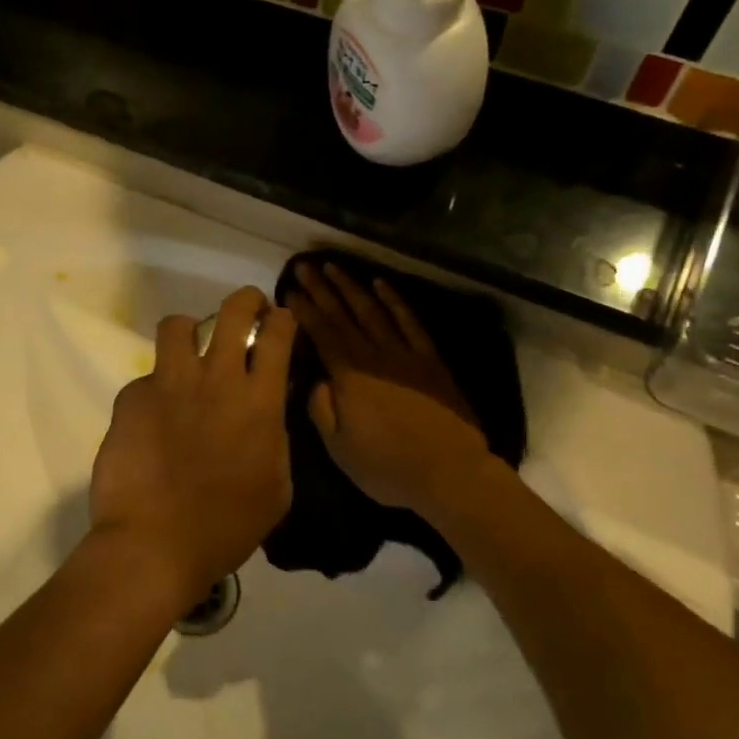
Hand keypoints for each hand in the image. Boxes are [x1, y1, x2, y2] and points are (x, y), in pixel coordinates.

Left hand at [88, 287, 297, 608]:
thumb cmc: (227, 527)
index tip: (279, 320)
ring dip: (188, 333)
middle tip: (245, 309)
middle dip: (245, 300)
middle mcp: (216, 379)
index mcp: (259, 401)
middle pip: (233, 311)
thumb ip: (274, 440)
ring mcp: (169, 384)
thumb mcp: (276, 488)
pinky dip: (154, 391)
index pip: (277, 335)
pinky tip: (152, 422)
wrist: (155, 544)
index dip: (281, 319)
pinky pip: (146, 378)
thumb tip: (266, 416)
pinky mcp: (132, 398)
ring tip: (187, 352)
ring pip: (177, 325)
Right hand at [283, 264, 491, 514]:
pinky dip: (395, 301)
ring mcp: (405, 354)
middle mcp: (374, 356)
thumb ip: (321, 410)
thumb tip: (316, 380)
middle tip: (304, 266)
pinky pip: (410, 322)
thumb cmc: (388, 467)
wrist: (449, 472)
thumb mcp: (339, 449)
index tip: (289, 290)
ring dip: (352, 287)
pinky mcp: (430, 360)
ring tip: (334, 266)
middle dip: (321, 289)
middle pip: (343, 315)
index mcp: (349, 376)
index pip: (321, 334)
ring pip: (373, 311)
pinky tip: (382, 284)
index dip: (304, 310)